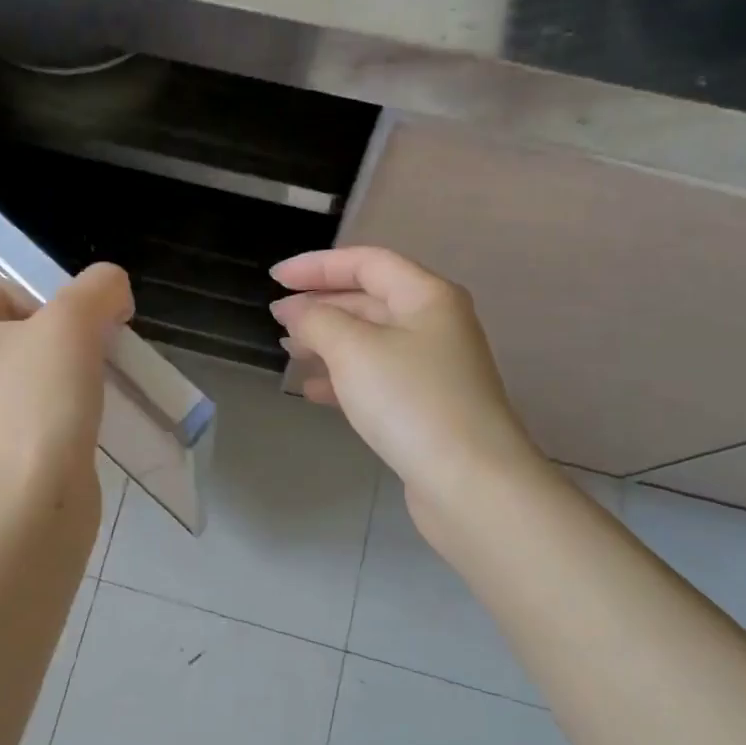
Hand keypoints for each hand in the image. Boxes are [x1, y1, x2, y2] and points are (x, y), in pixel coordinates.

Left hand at [0, 264, 132, 507]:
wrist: (33, 500)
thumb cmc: (39, 398)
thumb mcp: (75, 321)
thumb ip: (99, 287)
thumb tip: (113, 289)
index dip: (44, 303)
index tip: (72, 334)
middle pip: (11, 332)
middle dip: (54, 338)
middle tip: (83, 358)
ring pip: (19, 373)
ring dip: (56, 372)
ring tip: (84, 390)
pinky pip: (23, 410)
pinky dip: (51, 408)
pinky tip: (77, 420)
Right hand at [270, 247, 546, 547]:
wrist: (470, 482)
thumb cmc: (410, 400)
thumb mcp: (354, 349)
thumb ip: (317, 320)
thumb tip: (295, 310)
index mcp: (426, 296)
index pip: (366, 262)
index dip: (317, 265)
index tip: (275, 278)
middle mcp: (435, 324)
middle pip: (370, 299)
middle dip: (321, 304)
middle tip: (277, 317)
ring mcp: (434, 367)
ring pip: (371, 340)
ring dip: (328, 340)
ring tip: (289, 349)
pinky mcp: (427, 405)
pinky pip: (377, 376)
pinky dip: (343, 376)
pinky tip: (312, 390)